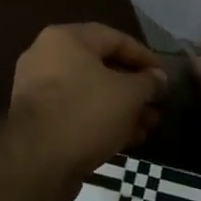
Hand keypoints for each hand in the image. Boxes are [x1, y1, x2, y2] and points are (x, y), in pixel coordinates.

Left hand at [6, 23, 166, 181]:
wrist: (36, 162)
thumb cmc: (86, 113)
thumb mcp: (128, 94)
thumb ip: (148, 82)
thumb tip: (159, 78)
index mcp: (65, 39)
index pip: (114, 38)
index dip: (144, 56)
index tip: (165, 76)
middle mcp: (46, 58)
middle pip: (101, 67)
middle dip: (134, 88)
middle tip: (158, 104)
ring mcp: (38, 91)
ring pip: (90, 94)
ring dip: (122, 109)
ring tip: (149, 126)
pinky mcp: (38, 121)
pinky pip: (77, 113)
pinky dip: (102, 122)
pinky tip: (129, 139)